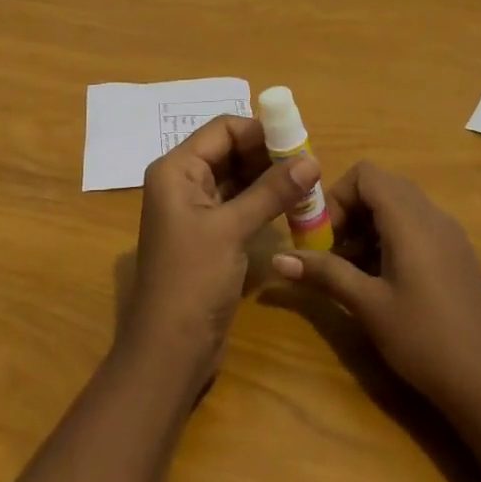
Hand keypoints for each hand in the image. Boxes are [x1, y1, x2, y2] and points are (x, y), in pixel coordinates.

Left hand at [119, 116, 317, 387]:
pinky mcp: (208, 235)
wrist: (169, 352)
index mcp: (176, 169)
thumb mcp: (232, 230)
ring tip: (307, 182)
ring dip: (268, 178)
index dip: (260, 131)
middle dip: (268, 154)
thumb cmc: (192, 280)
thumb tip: (312, 160)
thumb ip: (271, 192)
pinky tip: (291, 206)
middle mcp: (182, 181)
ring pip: (236, 177)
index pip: (222, 129)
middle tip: (308, 164)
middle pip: (230, 150)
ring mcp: (194, 209)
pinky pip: (237, 203)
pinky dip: (262, 201)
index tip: (299, 141)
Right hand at [271, 161, 480, 413]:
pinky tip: (383, 282)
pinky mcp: (456, 255)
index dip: (338, 196)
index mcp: (409, 217)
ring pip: (398, 208)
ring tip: (352, 271)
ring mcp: (448, 234)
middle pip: (380, 187)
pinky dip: (391, 239)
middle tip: (332, 251)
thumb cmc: (424, 339)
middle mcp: (431, 214)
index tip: (324, 235)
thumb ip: (324, 273)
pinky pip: (416, 227)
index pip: (365, 174)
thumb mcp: (367, 305)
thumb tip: (277, 260)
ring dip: (369, 227)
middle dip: (350, 212)